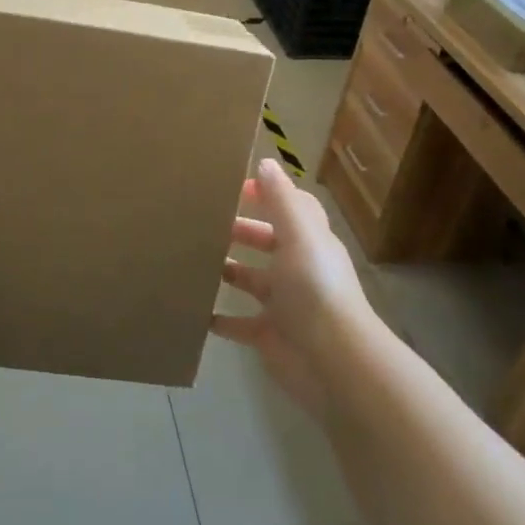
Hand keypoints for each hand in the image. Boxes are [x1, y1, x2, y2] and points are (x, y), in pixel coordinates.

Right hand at [211, 159, 372, 417]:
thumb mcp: (299, 235)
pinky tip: (195, 309)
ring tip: (192, 259)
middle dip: (240, 230)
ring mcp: (283, 305)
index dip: (268, 195)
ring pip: (251, 280)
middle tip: (203, 221)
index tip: (234, 188)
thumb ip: (281, 199)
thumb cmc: (314, 289)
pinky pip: (238, 324)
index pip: (291, 209)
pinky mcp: (268, 335)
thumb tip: (266, 162)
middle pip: (267, 242)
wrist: (332, 362)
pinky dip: (219, 318)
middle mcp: (298, 269)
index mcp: (308, 242)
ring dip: (227, 270)